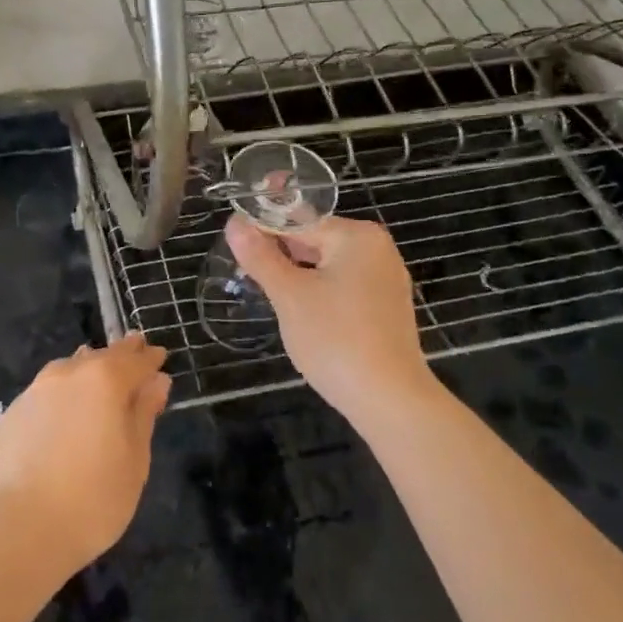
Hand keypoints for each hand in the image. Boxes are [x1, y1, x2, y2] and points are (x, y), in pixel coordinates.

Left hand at [0, 334, 170, 574]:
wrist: (18, 529)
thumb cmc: (93, 498)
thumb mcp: (135, 459)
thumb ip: (143, 414)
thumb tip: (156, 381)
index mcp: (104, 380)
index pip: (134, 360)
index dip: (149, 358)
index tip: (159, 355)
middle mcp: (67, 375)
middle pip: (100, 357)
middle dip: (120, 355)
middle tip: (133, 350)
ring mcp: (33, 393)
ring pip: (67, 370)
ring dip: (85, 369)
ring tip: (96, 376)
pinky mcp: (9, 416)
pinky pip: (43, 396)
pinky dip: (59, 397)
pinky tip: (61, 415)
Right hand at [227, 213, 431, 421]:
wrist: (389, 399)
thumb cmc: (335, 339)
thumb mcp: (289, 295)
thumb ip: (260, 256)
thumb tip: (234, 222)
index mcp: (357, 236)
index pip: (298, 222)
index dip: (262, 233)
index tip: (235, 250)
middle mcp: (377, 249)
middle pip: (314, 242)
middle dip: (280, 257)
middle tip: (246, 276)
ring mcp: (385, 279)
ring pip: (327, 266)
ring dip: (297, 278)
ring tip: (268, 295)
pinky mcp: (386, 307)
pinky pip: (343, 287)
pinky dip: (319, 294)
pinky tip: (301, 315)